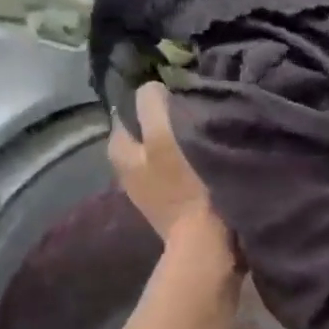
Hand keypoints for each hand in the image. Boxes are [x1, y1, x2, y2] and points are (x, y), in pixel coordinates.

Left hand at [108, 81, 232, 262]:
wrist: (207, 242)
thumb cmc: (185, 186)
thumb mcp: (163, 137)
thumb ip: (151, 106)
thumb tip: (151, 86)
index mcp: (119, 152)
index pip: (125, 112)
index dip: (146, 100)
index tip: (173, 92)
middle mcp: (127, 170)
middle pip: (144, 131)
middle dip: (163, 118)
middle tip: (192, 105)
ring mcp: (151, 189)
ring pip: (161, 149)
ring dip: (178, 138)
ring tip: (204, 125)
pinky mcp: (174, 202)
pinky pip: (178, 167)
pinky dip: (188, 158)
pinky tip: (208, 152)